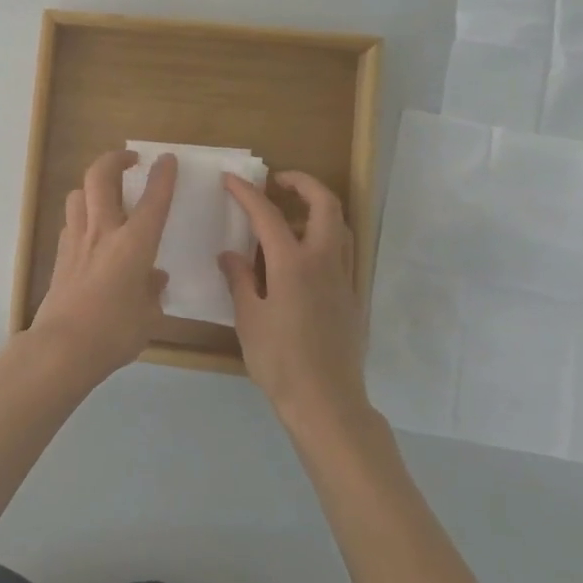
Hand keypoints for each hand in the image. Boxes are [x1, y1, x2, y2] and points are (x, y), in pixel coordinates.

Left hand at [24, 150, 175, 387]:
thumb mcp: (148, 316)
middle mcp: (103, 232)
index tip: (167, 159)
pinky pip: (70, 221)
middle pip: (100, 177)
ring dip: (92, 186)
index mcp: (134, 244)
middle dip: (115, 159)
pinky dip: (81, 215)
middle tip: (129, 159)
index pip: (153, 200)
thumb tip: (153, 278)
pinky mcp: (60, 255)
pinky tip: (90, 232)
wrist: (62, 346)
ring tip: (106, 195)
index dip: (162, 176)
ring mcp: (76, 240)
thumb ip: (152, 291)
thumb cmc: (114, 332)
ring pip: (77, 194)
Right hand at [220, 171, 367, 430]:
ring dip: (318, 208)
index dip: (247, 193)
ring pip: (340, 226)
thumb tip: (230, 254)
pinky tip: (303, 256)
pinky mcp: (351, 297)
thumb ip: (240, 280)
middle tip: (278, 182)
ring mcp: (343, 278)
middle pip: (325, 204)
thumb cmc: (279, 361)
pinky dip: (325, 236)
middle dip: (302, 183)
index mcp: (292, 264)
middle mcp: (324, 262)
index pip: (268, 215)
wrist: (326, 402)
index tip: (230, 179)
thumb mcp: (248, 319)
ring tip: (291, 214)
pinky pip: (342, 251)